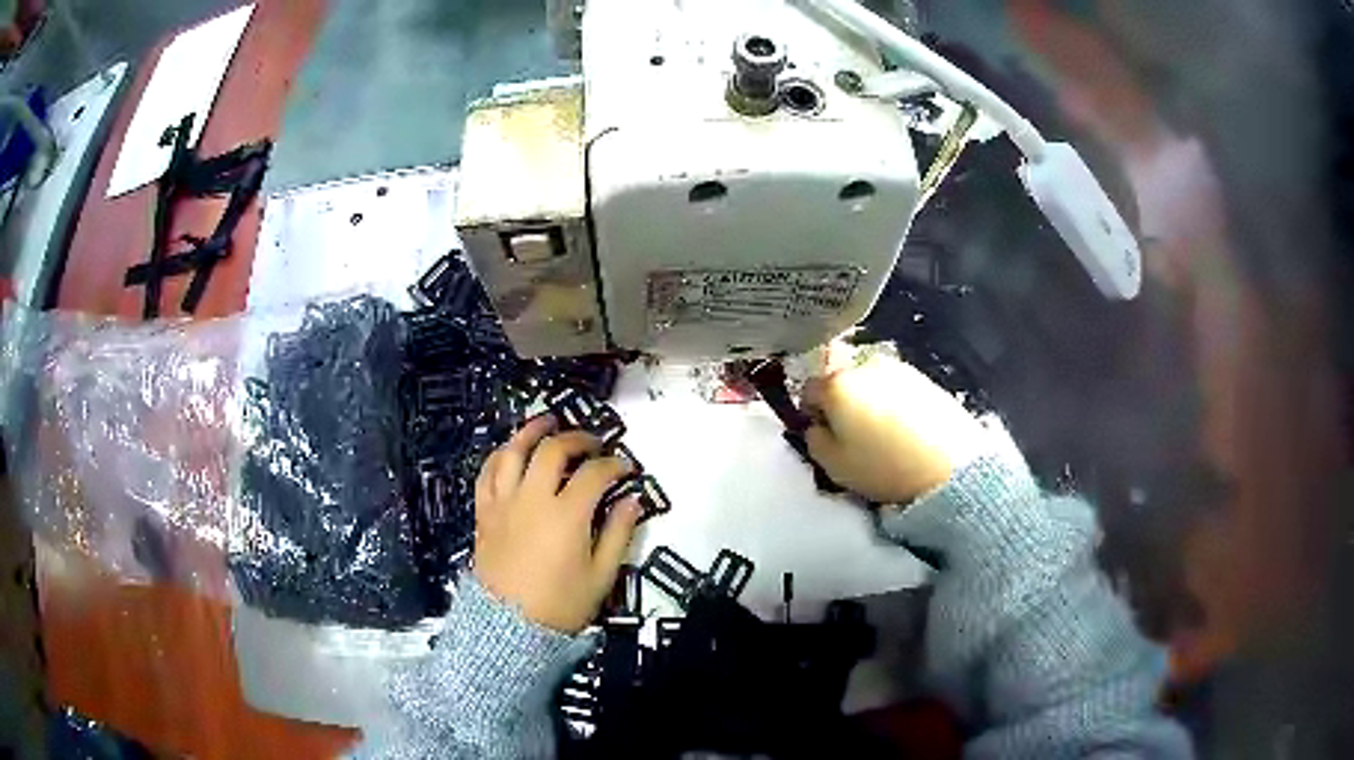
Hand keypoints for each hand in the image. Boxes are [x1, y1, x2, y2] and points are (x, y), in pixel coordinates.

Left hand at [473, 414, 641, 632]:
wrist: (509, 627)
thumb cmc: (561, 605)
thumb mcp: (601, 576)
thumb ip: (618, 534)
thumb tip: (632, 501)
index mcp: (566, 515)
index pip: (594, 474)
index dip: (614, 465)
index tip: (626, 468)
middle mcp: (532, 499)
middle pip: (553, 451)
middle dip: (577, 439)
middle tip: (593, 442)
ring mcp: (504, 503)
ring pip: (513, 453)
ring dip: (532, 432)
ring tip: (547, 422)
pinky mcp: (484, 513)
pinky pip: (487, 473)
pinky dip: (500, 456)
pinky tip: (509, 452)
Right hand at [802, 346, 985, 504]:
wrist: (949, 464)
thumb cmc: (884, 467)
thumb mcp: (834, 467)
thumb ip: (813, 441)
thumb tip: (815, 427)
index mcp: (836, 385)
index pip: (808, 390)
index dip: (810, 413)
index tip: (822, 434)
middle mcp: (864, 366)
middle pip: (840, 381)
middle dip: (841, 403)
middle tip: (853, 434)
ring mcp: (897, 368)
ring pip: (869, 382)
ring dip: (868, 400)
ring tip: (882, 432)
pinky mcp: (924, 377)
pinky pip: (895, 387)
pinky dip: (892, 401)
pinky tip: (904, 427)